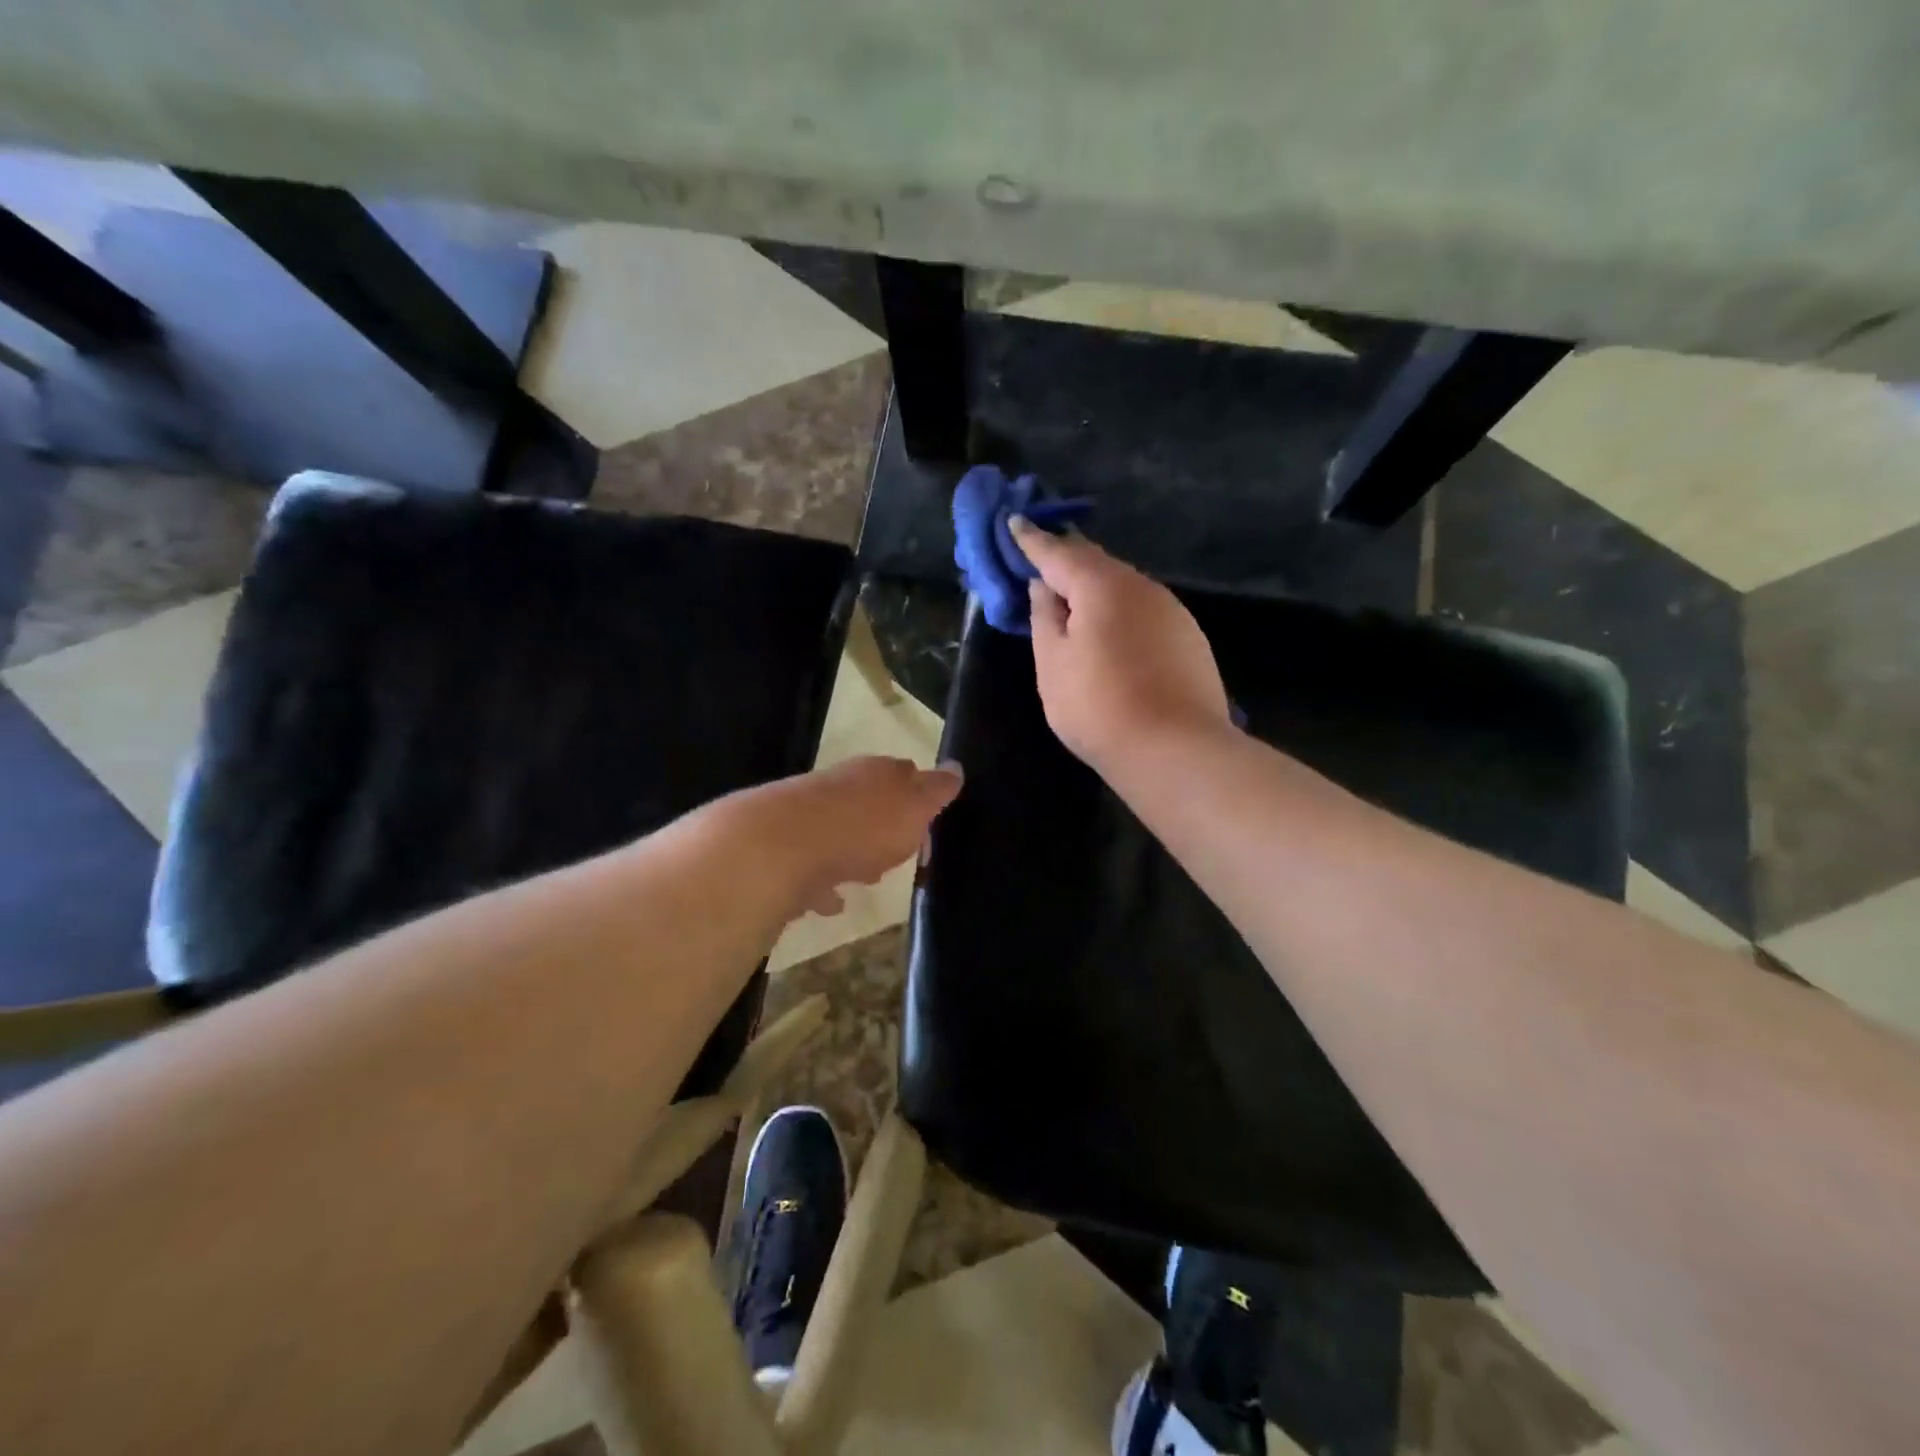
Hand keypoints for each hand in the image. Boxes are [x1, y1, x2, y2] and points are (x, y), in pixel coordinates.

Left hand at [723, 755, 962, 918]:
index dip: (920, 798)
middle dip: (884, 826)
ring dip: (852, 852)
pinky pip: (809, 868)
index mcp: (874, 774)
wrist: (777, 847)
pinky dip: (822, 883)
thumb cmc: (861, 827)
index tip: (930, 828)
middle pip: (867, 803)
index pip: (904, 774)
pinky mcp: (780, 851)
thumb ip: (935, 790)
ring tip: (868, 878)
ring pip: (836, 832)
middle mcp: (838, 787)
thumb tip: (955, 768)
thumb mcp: (913, 807)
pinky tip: (830, 902)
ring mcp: (805, 817)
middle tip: (900, 854)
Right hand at [1010, 517, 1231, 773]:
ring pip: (1123, 586)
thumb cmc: (1099, 707)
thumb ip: (1044, 618)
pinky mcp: (1188, 637)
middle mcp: (1141, 586)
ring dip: (1095, 587)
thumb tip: (1045, 587)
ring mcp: (1171, 610)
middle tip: (1040, 559)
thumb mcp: (1053, 664)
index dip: (1032, 540)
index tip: (1014, 522)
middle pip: (1095, 563)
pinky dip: (1119, 610)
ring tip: (1071, 600)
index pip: (1058, 552)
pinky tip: (1111, 632)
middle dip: (1065, 560)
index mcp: (1101, 585)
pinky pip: (1143, 610)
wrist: (1176, 750)